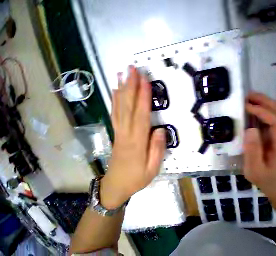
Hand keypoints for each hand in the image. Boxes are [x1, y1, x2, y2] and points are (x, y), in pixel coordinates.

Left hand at [100, 66, 165, 208]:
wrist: (115, 186)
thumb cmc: (137, 178)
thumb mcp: (153, 168)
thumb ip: (157, 149)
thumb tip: (160, 130)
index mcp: (137, 142)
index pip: (141, 115)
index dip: (143, 98)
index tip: (145, 81)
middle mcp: (125, 133)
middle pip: (128, 107)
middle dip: (131, 86)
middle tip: (133, 69)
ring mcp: (118, 132)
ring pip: (119, 107)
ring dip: (122, 89)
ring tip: (123, 74)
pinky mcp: (116, 133)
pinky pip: (115, 113)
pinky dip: (115, 100)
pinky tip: (116, 91)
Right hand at [243, 92, 275, 192]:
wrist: (273, 182)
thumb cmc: (263, 178)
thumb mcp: (254, 169)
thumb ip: (253, 152)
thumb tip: (250, 130)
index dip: (262, 111)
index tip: (247, 106)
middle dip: (264, 101)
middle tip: (247, 96)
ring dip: (264, 102)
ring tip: (249, 98)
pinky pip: (271, 116)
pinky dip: (262, 108)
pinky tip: (252, 107)